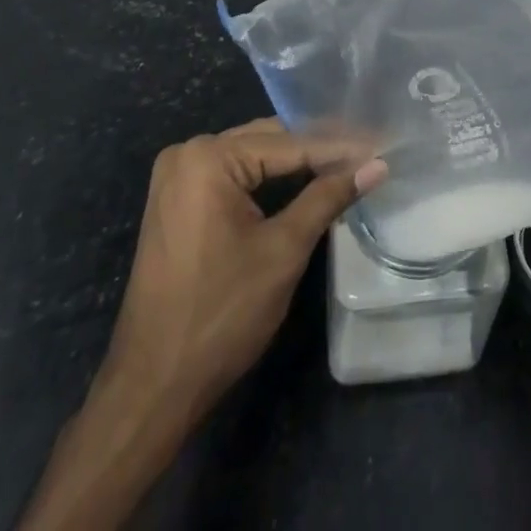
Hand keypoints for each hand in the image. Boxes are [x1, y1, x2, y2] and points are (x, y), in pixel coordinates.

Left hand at [104, 119, 387, 424]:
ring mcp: (178, 177)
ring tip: (347, 164)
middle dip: (318, 150)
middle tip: (368, 152)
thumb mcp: (283, 251)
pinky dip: (269, 182)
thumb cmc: (220, 316)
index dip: (338, 148)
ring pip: (253, 158)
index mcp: (208, 158)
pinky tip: (306, 183)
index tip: (380, 145)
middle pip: (269, 142)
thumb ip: (329, 197)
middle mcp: (188, 153)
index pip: (289, 143)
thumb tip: (376, 165)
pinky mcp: (178, 201)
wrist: (151, 388)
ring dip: (296, 165)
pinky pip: (234, 177)